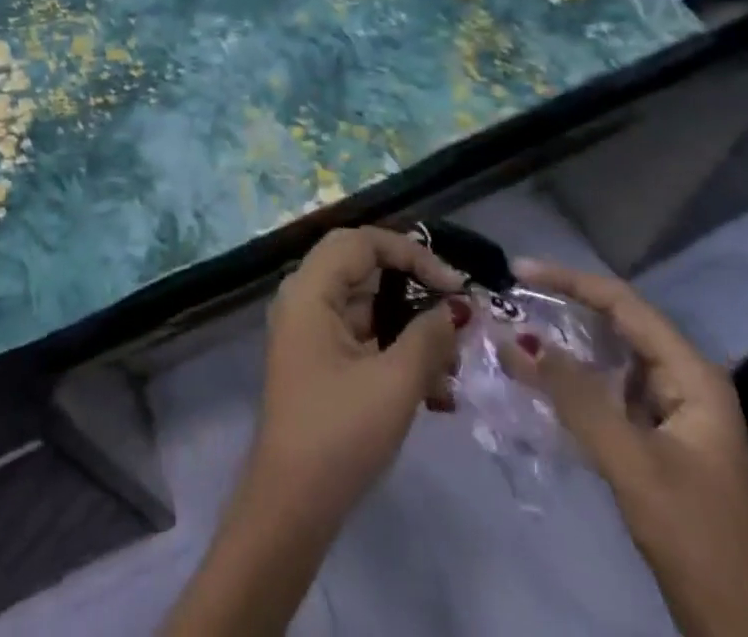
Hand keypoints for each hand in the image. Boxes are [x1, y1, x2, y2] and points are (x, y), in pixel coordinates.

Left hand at [249, 226, 468, 533]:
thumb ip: (428, 337)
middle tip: (454, 306)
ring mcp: (310, 331)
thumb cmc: (340, 434)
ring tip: (455, 363)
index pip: (362, 241)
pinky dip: (397, 352)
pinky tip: (438, 392)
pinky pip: (362, 338)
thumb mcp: (394, 384)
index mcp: (310, 289)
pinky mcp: (320, 361)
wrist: (292, 506)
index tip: (455, 285)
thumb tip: (456, 310)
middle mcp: (304, 298)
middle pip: (364, 267)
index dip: (411, 253)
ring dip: (411, 327)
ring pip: (367, 306)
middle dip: (414, 285)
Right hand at [502, 261, 747, 636]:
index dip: (569, 280)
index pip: (623, 304)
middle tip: (510, 300)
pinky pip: (609, 393)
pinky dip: (573, 382)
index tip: (517, 272)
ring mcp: (674, 414)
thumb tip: (519, 339)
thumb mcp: (633, 464)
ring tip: (515, 335)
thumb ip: (576, 397)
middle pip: (617, 325)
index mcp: (692, 376)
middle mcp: (685, 383)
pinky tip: (540, 384)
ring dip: (564, 346)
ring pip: (611, 360)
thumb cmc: (698, 537)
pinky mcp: (660, 443)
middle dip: (563, 308)